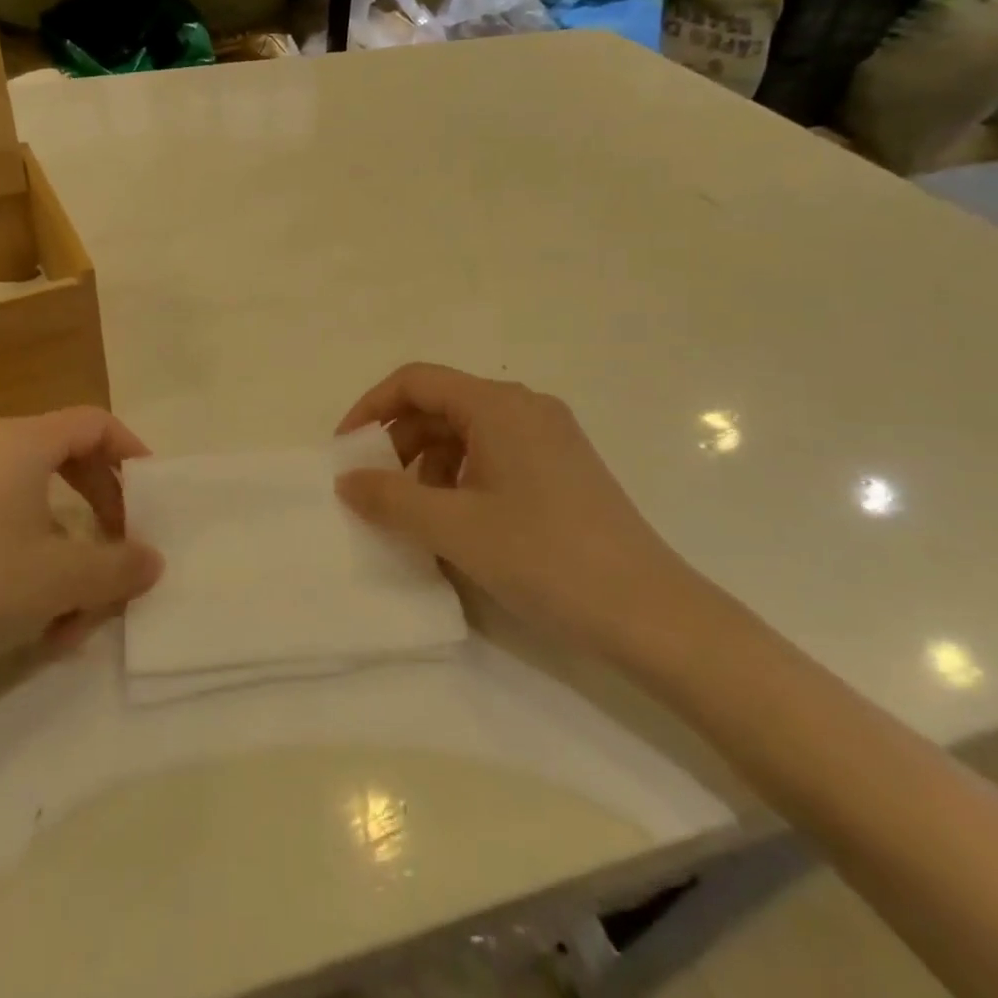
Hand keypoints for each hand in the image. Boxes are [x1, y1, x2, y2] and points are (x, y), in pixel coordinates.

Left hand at [0, 408, 164, 688]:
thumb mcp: (64, 580)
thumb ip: (120, 566)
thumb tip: (151, 560)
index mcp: (20, 442)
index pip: (93, 423)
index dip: (131, 453)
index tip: (151, 496)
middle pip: (65, 458)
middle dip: (101, 507)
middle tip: (121, 547)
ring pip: (32, 503)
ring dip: (66, 549)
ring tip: (76, 612)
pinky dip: (27, 558)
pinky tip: (32, 618)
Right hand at [335, 364, 699, 661]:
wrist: (652, 615)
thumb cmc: (545, 558)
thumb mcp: (453, 528)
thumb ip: (389, 498)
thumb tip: (346, 480)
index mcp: (499, 405)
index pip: (415, 381)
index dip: (371, 408)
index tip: (345, 451)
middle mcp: (525, 407)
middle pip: (440, 405)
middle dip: (398, 442)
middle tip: (375, 489)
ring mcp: (549, 437)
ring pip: (466, 432)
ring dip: (428, 464)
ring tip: (417, 514)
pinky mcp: (563, 468)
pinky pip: (494, 454)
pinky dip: (461, 477)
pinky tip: (458, 522)